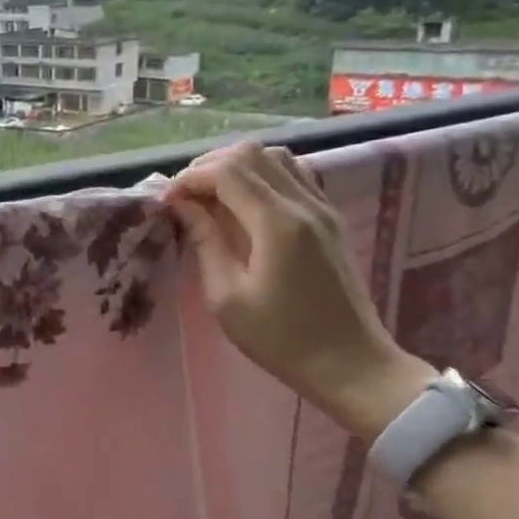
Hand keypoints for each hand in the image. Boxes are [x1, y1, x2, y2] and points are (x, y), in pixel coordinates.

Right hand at [165, 141, 433, 441]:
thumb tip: (183, 205)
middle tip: (185, 197)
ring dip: (236, 167)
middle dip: (209, 166)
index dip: (190, 177)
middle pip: (250, 154)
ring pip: (274, 158)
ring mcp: (322, 208)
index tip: (167, 201)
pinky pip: (294, 175)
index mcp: (277, 224)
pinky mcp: (330, 218)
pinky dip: (262, 176)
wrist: (352, 365)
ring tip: (212, 197)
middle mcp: (304, 204)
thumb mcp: (227, 297)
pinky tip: (245, 205)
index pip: (227, 171)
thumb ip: (205, 241)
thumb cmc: (281, 339)